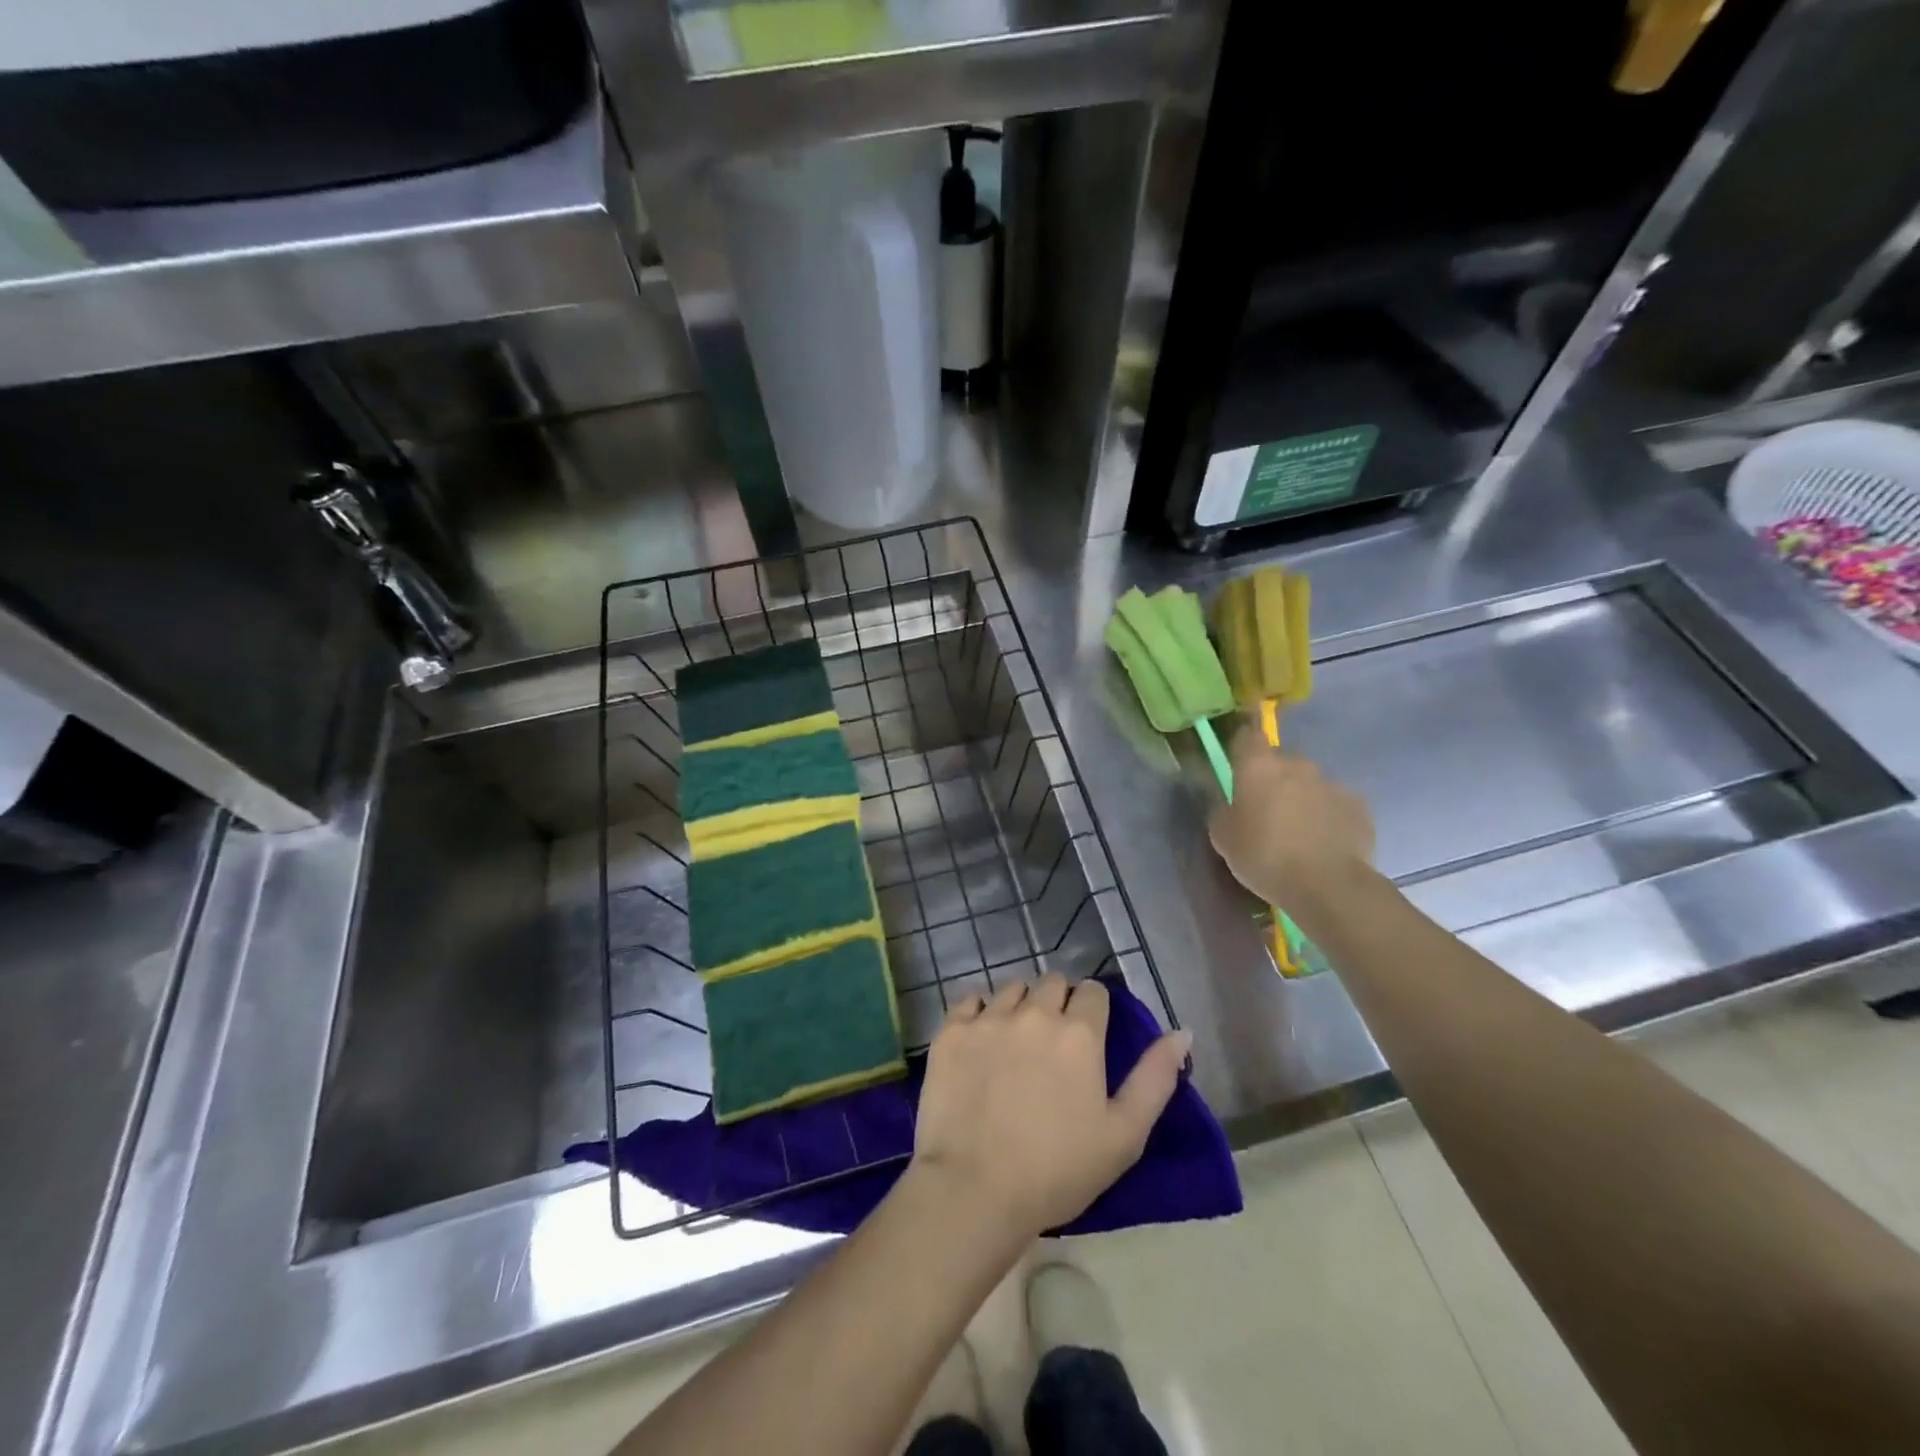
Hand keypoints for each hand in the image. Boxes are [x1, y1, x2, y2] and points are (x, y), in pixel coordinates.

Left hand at [910, 975, 1191, 1239]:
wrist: (974, 1189)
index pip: (1093, 992)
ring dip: (1020, 1005)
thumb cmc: (1058, 1170)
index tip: (1090, 1036)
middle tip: (1054, 1042)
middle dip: (1059, 1002)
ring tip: (1016, 1041)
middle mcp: (1034, 1012)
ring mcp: (988, 1018)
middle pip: (1052, 982)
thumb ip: (1156, 1078)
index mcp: (1079, 1033)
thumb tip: (1181, 1032)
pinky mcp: (951, 1031)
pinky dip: (979, 1012)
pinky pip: (969, 1000)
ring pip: (1012, 988)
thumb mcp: (1124, 1134)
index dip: (1094, 1010)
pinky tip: (980, 1040)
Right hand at [1209, 725, 1375, 907]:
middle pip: (1281, 762)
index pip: (1247, 736)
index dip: (1241, 747)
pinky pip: (1335, 804)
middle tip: (1266, 811)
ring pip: (1310, 783)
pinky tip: (1324, 843)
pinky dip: (1328, 816)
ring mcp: (1332, 783)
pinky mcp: (1359, 806)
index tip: (1237, 765)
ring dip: (1302, 798)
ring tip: (1299, 833)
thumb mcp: (1223, 838)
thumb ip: (1224, 811)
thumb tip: (1232, 803)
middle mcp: (1297, 765)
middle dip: (1273, 779)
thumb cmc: (1264, 857)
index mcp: (1259, 767)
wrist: (1328, 886)